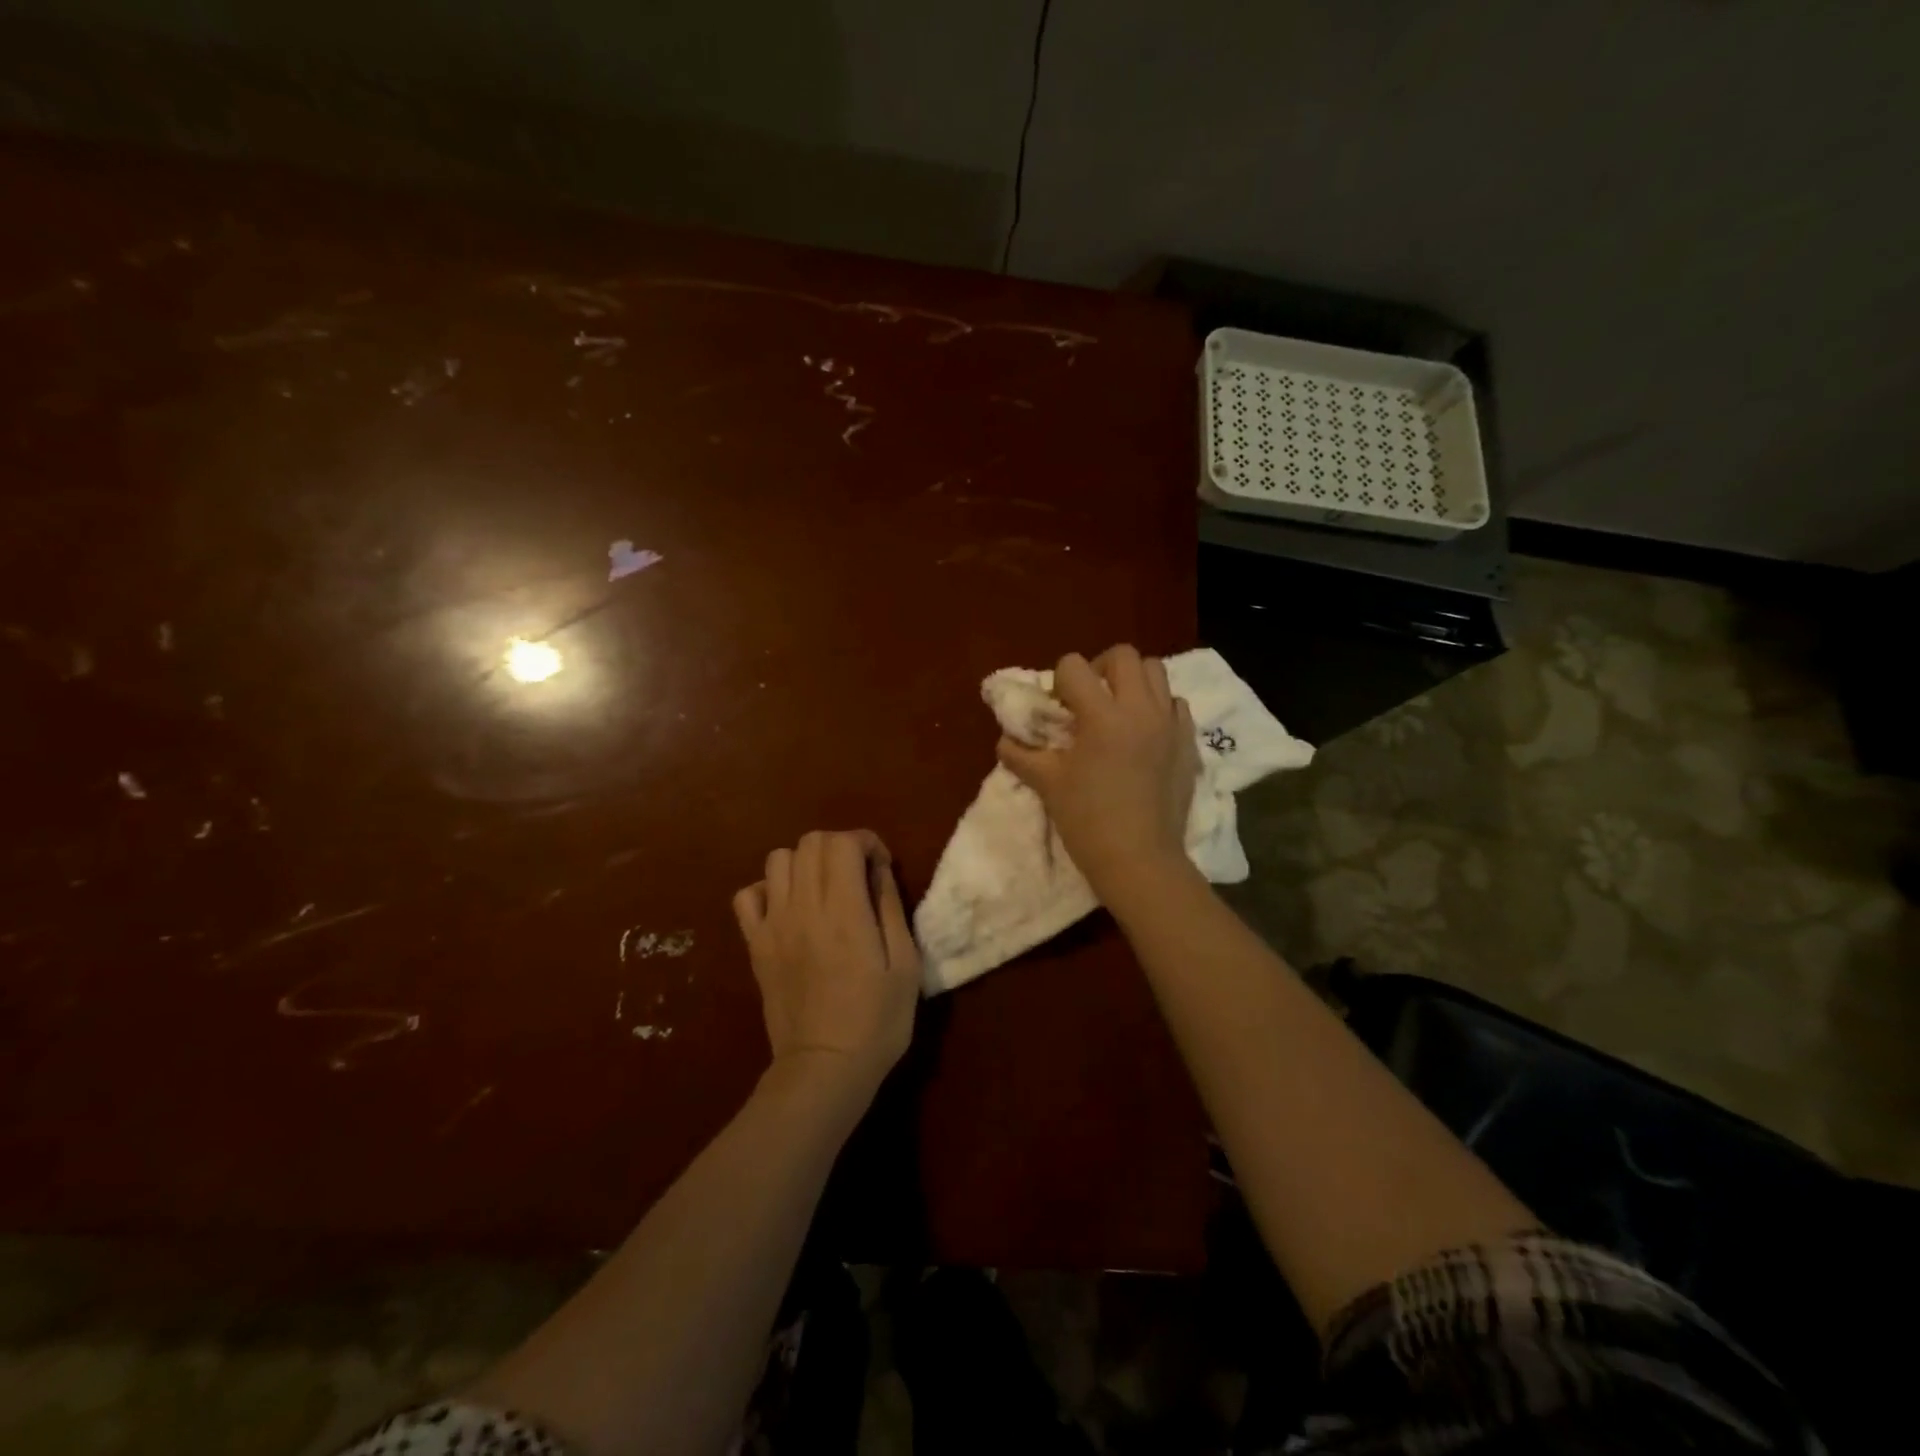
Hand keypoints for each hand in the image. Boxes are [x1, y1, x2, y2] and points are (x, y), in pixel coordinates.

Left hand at [732, 830, 920, 1094]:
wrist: (824, 1069)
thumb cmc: (877, 1021)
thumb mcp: (906, 965)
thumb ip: (891, 908)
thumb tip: (879, 869)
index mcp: (845, 910)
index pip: (844, 842)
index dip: (867, 842)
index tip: (881, 866)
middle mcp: (803, 907)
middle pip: (811, 842)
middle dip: (839, 846)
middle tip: (858, 875)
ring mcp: (773, 924)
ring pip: (778, 859)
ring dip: (805, 862)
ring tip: (824, 888)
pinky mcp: (754, 945)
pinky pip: (747, 895)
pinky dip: (768, 889)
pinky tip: (789, 909)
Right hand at [996, 646, 1199, 900]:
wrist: (1139, 860)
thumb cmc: (1087, 821)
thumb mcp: (1047, 784)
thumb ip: (1021, 755)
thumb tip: (1005, 741)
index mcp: (1102, 715)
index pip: (1074, 665)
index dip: (1059, 680)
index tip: (1057, 707)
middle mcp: (1140, 709)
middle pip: (1123, 655)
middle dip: (1099, 667)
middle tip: (1088, 698)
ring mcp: (1169, 724)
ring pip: (1155, 671)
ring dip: (1132, 681)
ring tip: (1118, 710)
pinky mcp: (1188, 743)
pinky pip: (1175, 704)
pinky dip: (1158, 707)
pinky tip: (1144, 733)